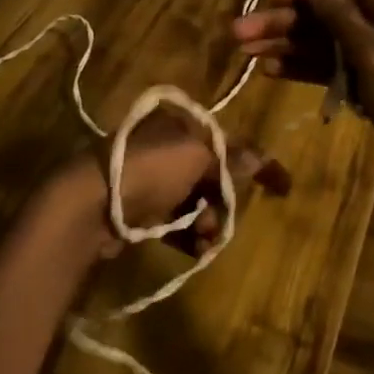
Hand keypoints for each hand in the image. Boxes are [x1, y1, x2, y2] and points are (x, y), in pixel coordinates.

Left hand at [48, 100, 263, 257]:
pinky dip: (189, 234)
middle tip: (223, 221)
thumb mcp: (196, 156)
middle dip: (224, 200)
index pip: (228, 142)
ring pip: (196, 201)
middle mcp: (168, 147)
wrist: (90, 202)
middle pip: (212, 175)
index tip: (283, 186)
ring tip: (206, 240)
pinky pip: (176, 222)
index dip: (255, 162)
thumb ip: (231, 158)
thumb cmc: (149, 168)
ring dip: (208, 221)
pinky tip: (196, 249)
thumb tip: (261, 157)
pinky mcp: (140, 210)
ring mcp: (152, 179)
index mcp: (181, 125)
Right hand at [232, 0, 373, 195]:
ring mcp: (371, 54)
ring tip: (244, 53)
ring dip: (285, 44)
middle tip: (238, 34)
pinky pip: (328, 67)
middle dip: (282, 20)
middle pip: (321, 11)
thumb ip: (338, 15)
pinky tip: (270, 71)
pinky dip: (302, 67)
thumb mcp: (373, 53)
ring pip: (320, 40)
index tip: (270, 1)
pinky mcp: (365, 83)